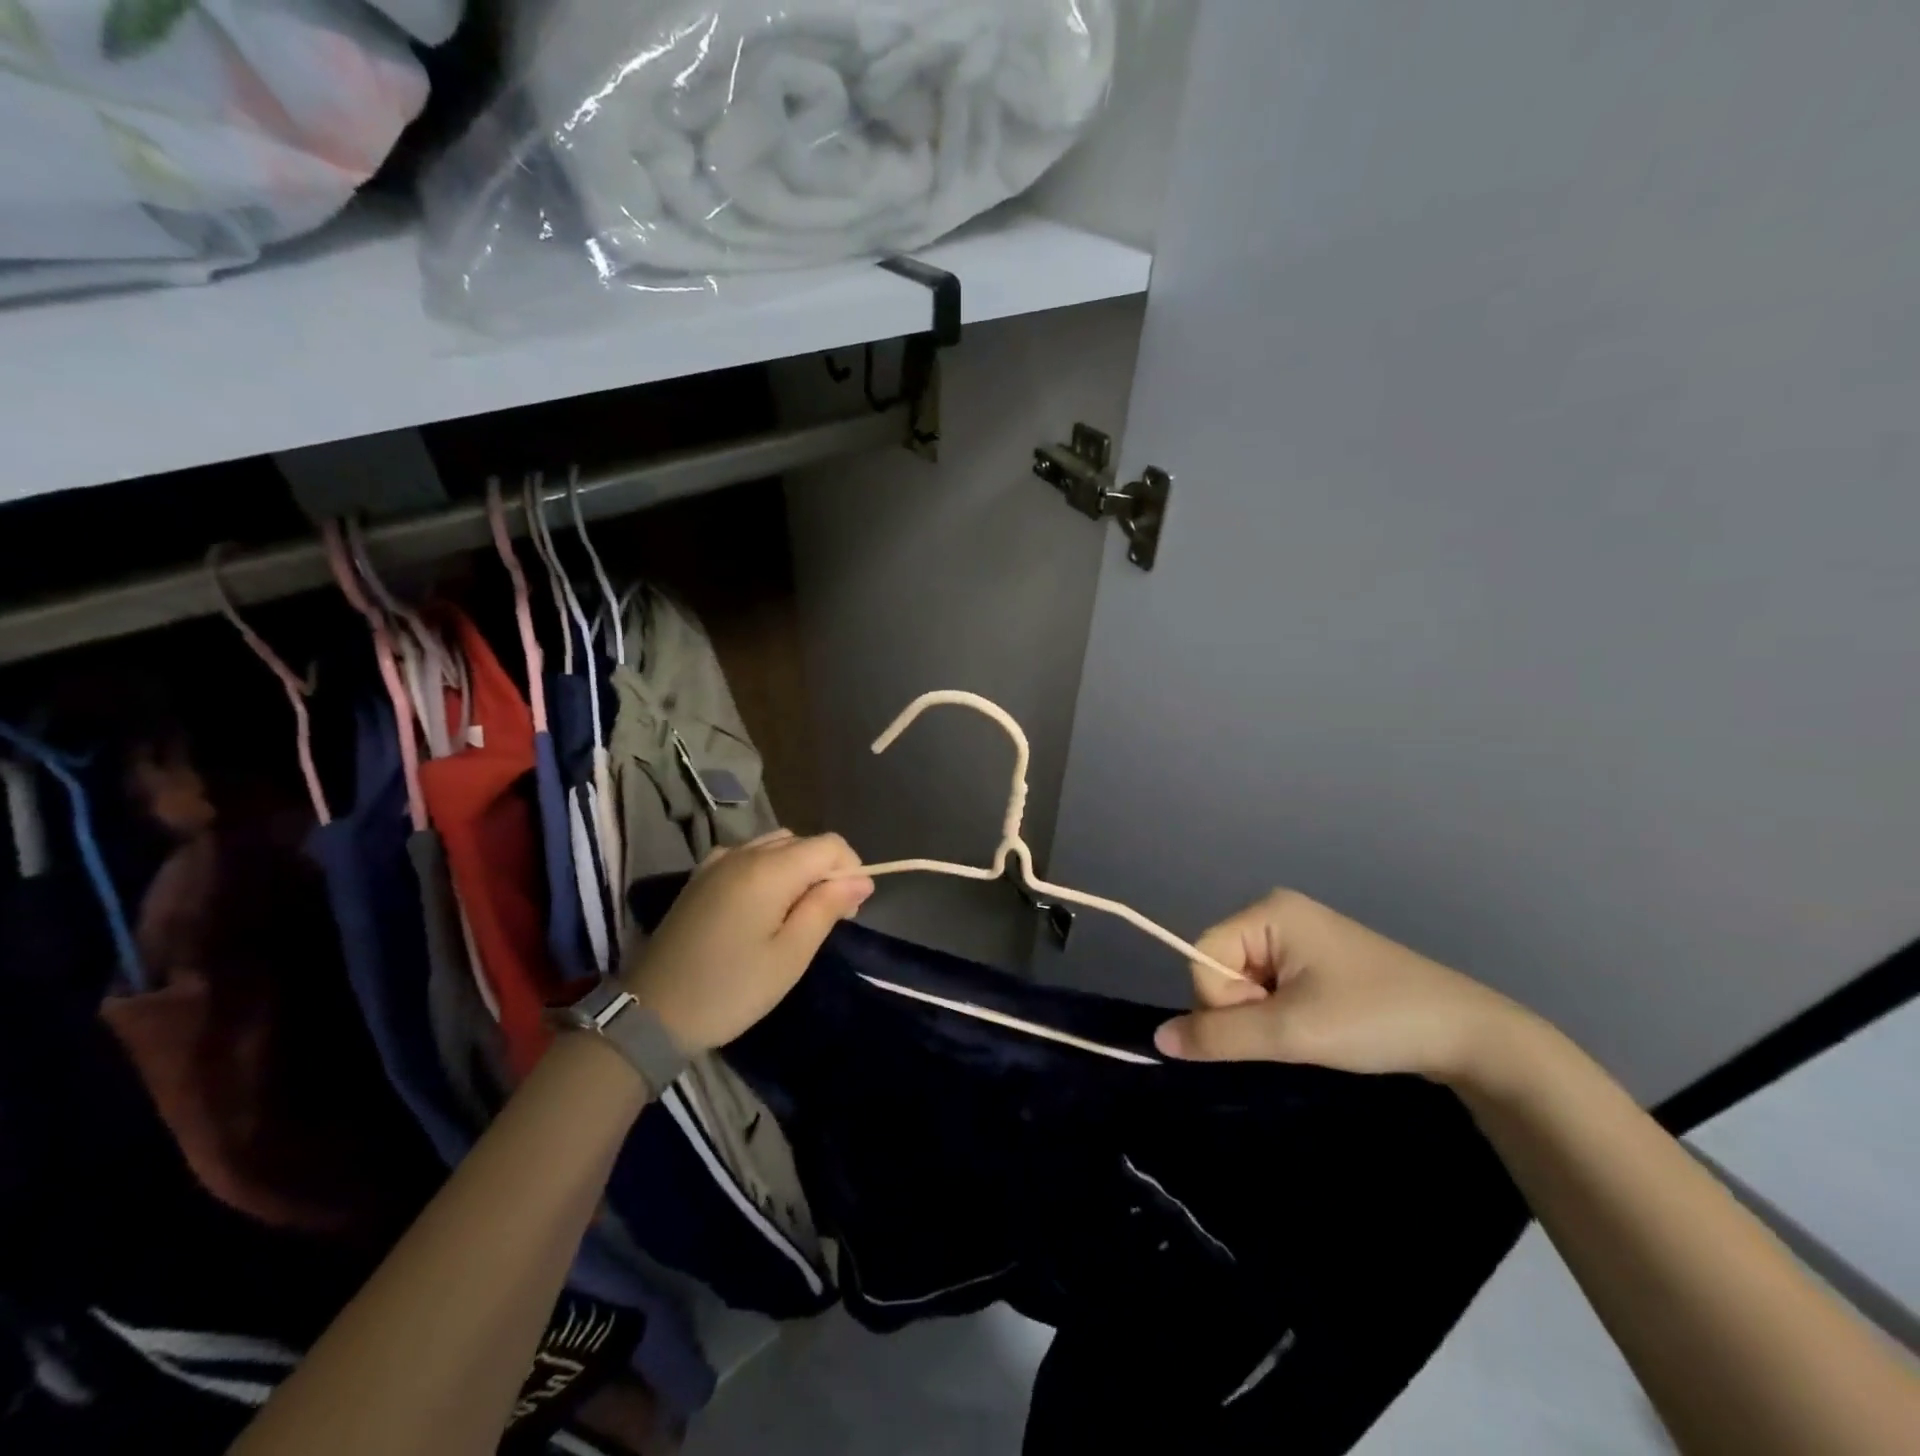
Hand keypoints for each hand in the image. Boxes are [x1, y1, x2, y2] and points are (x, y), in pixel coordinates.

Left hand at [620, 831, 871, 1054]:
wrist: (650, 1014)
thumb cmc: (730, 989)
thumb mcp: (790, 955)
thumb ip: (827, 907)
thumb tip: (861, 879)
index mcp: (769, 869)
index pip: (830, 844)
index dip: (850, 870)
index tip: (847, 912)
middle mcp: (744, 852)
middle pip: (803, 842)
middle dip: (825, 872)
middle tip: (823, 922)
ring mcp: (718, 861)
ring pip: (777, 845)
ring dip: (797, 869)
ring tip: (793, 915)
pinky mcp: (700, 876)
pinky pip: (749, 856)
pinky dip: (768, 870)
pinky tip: (760, 907)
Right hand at [1153, 889, 1532, 1085]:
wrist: (1469, 1035)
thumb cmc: (1376, 1019)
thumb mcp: (1292, 1031)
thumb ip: (1220, 1035)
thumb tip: (1159, 1038)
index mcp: (1268, 910)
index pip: (1203, 957)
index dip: (1223, 1001)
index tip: (1273, 1023)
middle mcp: (1276, 912)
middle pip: (1221, 965)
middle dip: (1245, 1008)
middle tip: (1296, 1028)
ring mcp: (1297, 934)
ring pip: (1243, 980)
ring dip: (1264, 1015)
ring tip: (1312, 1028)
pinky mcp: (1314, 957)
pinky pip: (1268, 983)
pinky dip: (1280, 1012)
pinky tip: (1315, 1023)